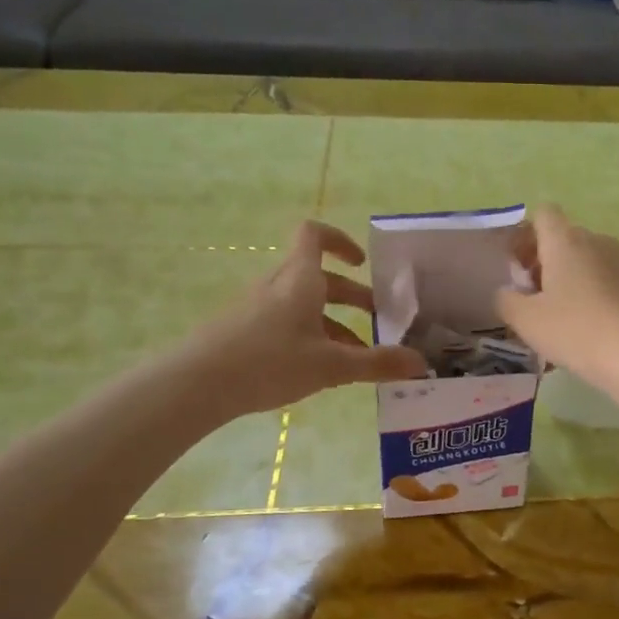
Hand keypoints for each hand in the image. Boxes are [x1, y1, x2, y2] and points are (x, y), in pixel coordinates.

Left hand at [190, 221, 426, 417]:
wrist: (197, 384)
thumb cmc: (270, 361)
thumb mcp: (332, 365)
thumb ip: (377, 363)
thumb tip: (421, 364)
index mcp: (300, 279)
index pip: (314, 235)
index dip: (341, 240)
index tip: (362, 263)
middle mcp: (277, 285)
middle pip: (317, 277)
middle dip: (350, 295)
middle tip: (376, 318)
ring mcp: (255, 307)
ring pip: (302, 304)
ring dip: (331, 322)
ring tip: (354, 356)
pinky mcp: (241, 330)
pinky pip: (283, 322)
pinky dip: (307, 336)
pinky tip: (316, 371)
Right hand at [495, 205, 618, 385]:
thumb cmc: (575, 330)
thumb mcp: (525, 320)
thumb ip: (506, 300)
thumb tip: (506, 292)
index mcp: (566, 240)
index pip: (543, 214)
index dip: (526, 234)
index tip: (518, 266)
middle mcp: (596, 241)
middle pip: (564, 238)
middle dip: (544, 262)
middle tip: (532, 298)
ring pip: (585, 261)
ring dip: (568, 280)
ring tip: (558, 318)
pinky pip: (604, 281)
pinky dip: (590, 295)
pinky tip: (585, 329)